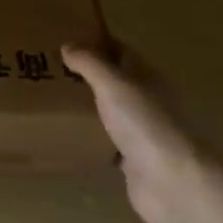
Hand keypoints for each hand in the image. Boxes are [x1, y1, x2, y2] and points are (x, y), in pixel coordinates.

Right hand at [61, 41, 201, 222]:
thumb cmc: (146, 124)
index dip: (97, 43)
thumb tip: (68, 44)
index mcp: (148, 77)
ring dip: (89, 106)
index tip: (66, 39)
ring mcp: (143, 133)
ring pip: (112, 112)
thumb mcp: (114, 84)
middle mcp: (148, 102)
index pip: (121, 52)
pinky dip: (92, 138)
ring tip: (53, 99)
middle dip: (89, 74)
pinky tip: (68, 136)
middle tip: (50, 69)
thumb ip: (91, 63)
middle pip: (116, 81)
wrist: (173, 184)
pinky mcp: (134, 162)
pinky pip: (109, 143)